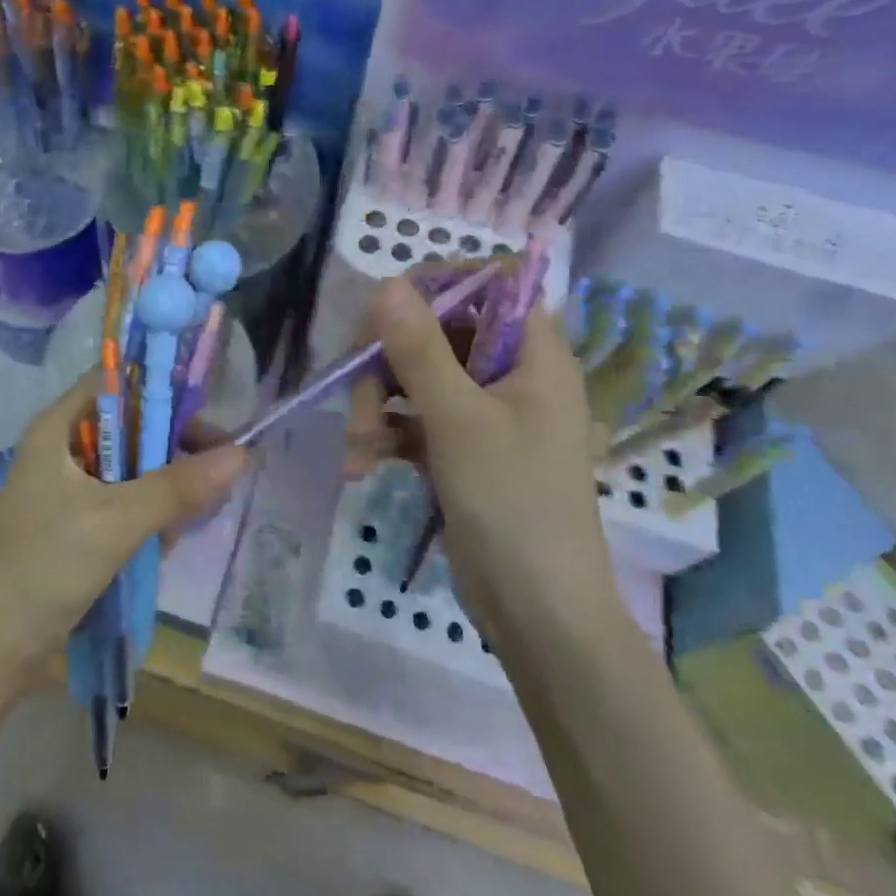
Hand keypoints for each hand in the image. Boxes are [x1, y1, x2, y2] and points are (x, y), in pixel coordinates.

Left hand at [0, 374, 247, 668]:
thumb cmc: (43, 567)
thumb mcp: (116, 521)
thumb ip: (177, 487)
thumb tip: (240, 454)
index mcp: (58, 428)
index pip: (116, 382)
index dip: (160, 390)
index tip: (205, 415)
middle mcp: (63, 449)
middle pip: (131, 426)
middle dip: (172, 449)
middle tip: (215, 471)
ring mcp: (69, 488)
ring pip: (133, 467)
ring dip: (164, 488)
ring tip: (188, 520)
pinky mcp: (76, 523)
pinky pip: (124, 501)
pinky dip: (148, 515)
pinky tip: (164, 543)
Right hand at [344, 276, 610, 628]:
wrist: (538, 613)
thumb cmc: (513, 503)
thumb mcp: (458, 420)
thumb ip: (419, 349)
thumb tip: (386, 283)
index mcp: (533, 353)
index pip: (487, 285)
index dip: (436, 286)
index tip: (386, 310)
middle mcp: (511, 374)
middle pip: (438, 333)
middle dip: (387, 362)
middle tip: (356, 398)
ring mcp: (485, 413)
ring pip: (417, 378)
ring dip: (377, 404)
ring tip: (356, 445)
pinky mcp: (461, 449)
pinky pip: (415, 420)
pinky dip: (386, 435)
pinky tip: (361, 463)